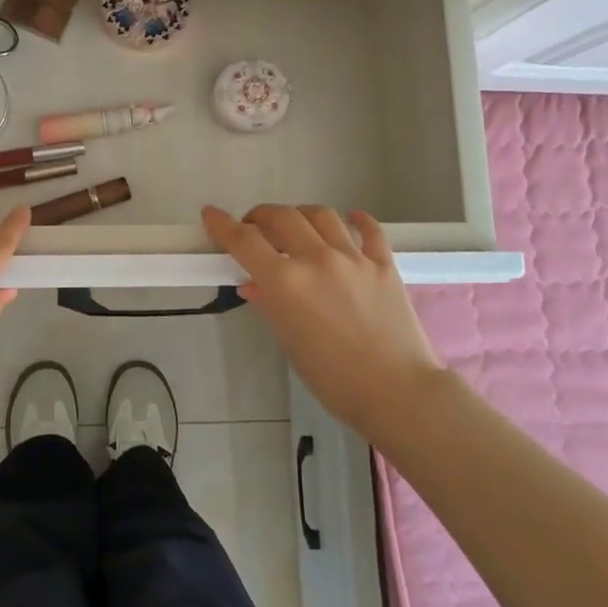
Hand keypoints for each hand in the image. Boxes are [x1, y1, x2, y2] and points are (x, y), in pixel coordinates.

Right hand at [202, 204, 443, 440]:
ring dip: (300, 214)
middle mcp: (316, 258)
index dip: (222, 224)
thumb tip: (255, 285)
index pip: (244, 240)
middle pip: (281, 216)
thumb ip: (270, 304)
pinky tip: (350, 219)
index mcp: (285, 281)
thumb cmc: (332, 378)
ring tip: (296, 225)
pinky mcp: (383, 263)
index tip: (211, 214)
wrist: (396, 391)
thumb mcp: (289, 341)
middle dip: (261, 216)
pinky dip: (356, 219)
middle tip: (255, 228)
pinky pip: (369, 229)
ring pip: (321, 215)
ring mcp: (353, 257)